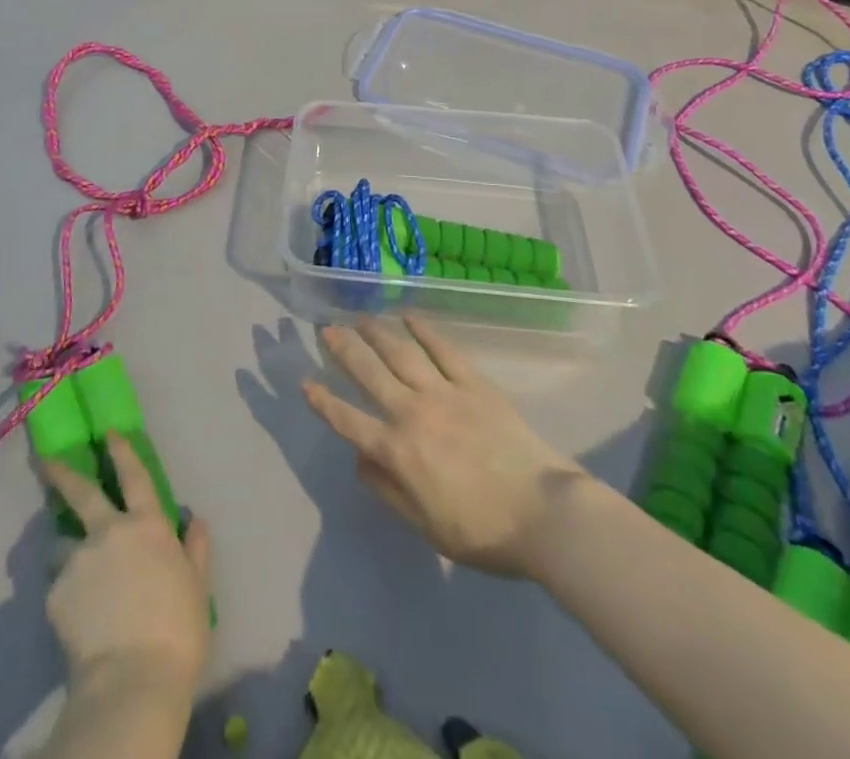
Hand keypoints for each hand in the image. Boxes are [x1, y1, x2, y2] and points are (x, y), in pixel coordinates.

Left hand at [40, 432, 212, 697]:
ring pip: (64, 545)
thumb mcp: (197, 587)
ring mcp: (79, 560)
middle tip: (44, 459)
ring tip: (74, 576)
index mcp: (147, 525)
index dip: (121, 451)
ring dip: (68, 552)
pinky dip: (67, 595)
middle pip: (82, 492)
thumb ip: (195, 549)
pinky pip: (60, 587)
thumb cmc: (177, 631)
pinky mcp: (56, 593)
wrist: (132, 681)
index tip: (108, 432)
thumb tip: (196, 520)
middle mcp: (109, 531)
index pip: (134, 475)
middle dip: (62, 472)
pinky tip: (77, 619)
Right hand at [304, 313, 583, 577]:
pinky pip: (443, 350)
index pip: (349, 421)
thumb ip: (388, 491)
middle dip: (344, 351)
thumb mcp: (427, 526)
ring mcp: (443, 393)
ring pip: (401, 354)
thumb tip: (359, 460)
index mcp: (397, 452)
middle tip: (327, 329)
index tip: (306, 382)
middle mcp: (412, 413)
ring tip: (360, 317)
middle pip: (369, 374)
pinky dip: (424, 331)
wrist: (544, 515)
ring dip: (378, 333)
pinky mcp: (473, 384)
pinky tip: (409, 317)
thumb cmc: (484, 531)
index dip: (324, 402)